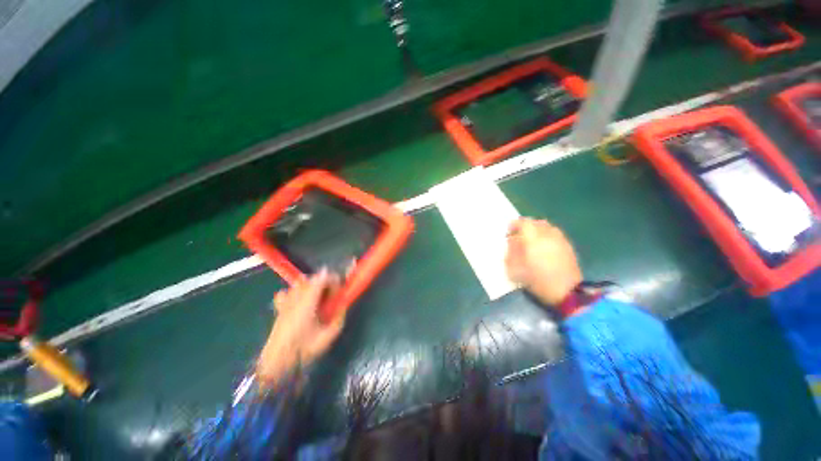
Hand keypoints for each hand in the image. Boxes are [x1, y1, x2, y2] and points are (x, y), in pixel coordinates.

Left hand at [257, 269, 345, 387]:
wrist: (276, 364)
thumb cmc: (303, 350)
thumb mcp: (328, 336)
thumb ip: (339, 317)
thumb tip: (343, 304)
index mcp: (308, 303)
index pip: (321, 279)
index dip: (333, 279)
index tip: (339, 289)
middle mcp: (295, 298)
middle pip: (311, 279)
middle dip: (324, 283)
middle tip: (331, 295)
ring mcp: (285, 302)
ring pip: (300, 284)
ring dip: (312, 286)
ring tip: (318, 299)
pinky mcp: (279, 309)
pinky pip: (287, 292)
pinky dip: (295, 293)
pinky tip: (300, 302)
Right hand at [505, 218, 582, 306]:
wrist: (568, 293)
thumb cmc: (538, 281)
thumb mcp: (516, 269)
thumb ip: (511, 252)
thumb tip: (511, 241)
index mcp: (534, 239)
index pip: (523, 223)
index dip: (515, 224)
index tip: (509, 230)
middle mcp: (548, 235)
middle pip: (536, 222)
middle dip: (526, 225)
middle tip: (519, 234)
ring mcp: (560, 240)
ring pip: (547, 227)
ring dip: (537, 229)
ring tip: (532, 239)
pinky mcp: (568, 247)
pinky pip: (555, 234)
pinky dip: (547, 235)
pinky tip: (544, 245)